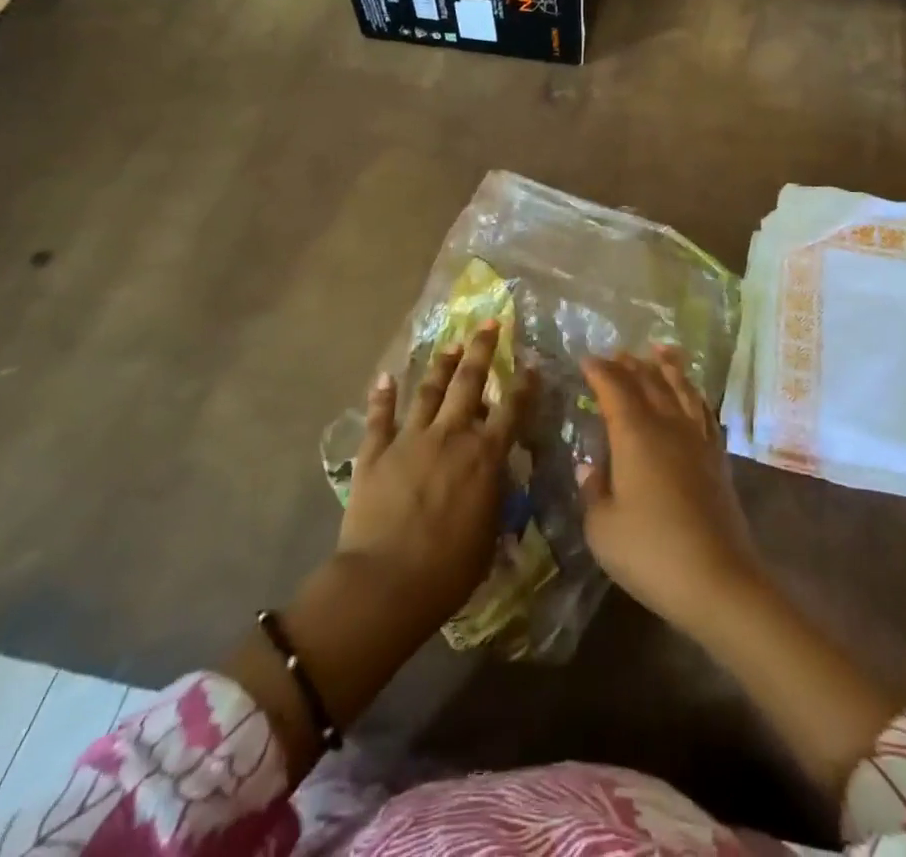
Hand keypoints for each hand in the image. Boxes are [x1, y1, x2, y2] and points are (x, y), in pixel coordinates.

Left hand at [336, 320, 530, 640]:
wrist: (386, 583)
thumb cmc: (449, 570)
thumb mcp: (490, 533)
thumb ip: (494, 495)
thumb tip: (496, 473)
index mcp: (484, 455)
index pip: (512, 408)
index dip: (524, 383)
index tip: (531, 363)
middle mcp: (450, 435)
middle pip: (469, 382)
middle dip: (481, 349)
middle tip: (488, 323)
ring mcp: (410, 439)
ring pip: (428, 390)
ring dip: (440, 364)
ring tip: (450, 343)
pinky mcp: (375, 453)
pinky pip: (379, 417)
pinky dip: (382, 395)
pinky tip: (385, 377)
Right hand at [579, 347, 765, 637]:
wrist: (718, 579)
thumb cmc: (651, 552)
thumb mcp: (603, 528)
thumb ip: (592, 491)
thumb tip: (590, 466)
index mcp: (635, 434)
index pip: (614, 389)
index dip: (599, 371)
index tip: (586, 360)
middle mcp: (667, 425)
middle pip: (649, 382)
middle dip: (630, 364)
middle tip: (616, 353)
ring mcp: (697, 440)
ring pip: (681, 389)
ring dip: (667, 367)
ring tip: (660, 350)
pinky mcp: (717, 458)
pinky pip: (703, 412)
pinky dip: (694, 394)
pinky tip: (692, 395)